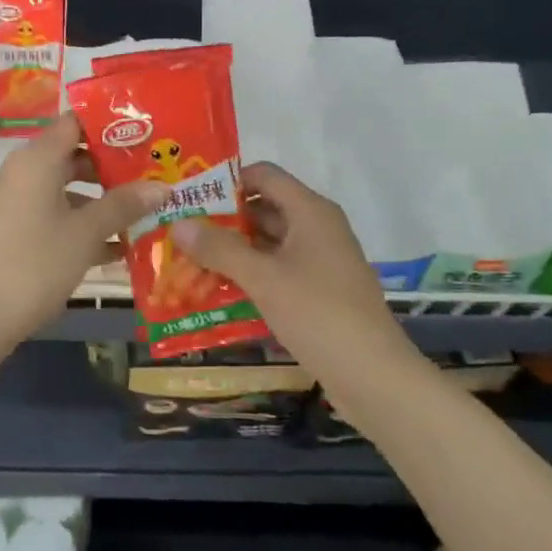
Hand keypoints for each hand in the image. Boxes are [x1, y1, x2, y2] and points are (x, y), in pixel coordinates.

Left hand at [0, 116, 167, 349]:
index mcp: (35, 160)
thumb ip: (123, 205)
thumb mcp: (86, 234)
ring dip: (99, 202)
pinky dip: (78, 224)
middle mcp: (20, 172)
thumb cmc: (36, 264)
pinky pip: (50, 214)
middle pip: (71, 156)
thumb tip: (162, 187)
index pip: (75, 123)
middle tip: (152, 177)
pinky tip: (114, 249)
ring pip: (63, 189)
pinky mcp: (8, 230)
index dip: (110, 126)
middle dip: (111, 169)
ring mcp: (11, 202)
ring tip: (141, 215)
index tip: (145, 135)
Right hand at [169, 162, 401, 363]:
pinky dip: (249, 274)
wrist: (373, 375)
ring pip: (268, 242)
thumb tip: (179, 223)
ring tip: (189, 260)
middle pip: (264, 208)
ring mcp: (319, 260)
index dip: (227, 181)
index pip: (264, 175)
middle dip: (222, 220)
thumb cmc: (318, 313)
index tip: (191, 197)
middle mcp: (317, 227)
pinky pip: (277, 269)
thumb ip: (219, 248)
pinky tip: (218, 289)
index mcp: (310, 211)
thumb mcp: (263, 278)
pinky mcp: (318, 289)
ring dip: (232, 250)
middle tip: (181, 232)